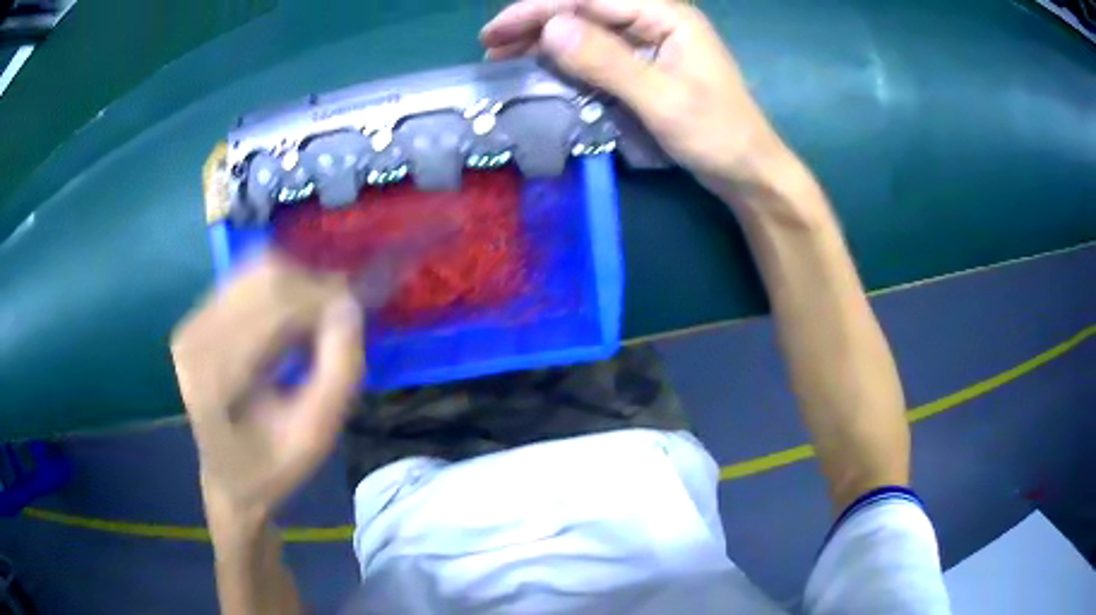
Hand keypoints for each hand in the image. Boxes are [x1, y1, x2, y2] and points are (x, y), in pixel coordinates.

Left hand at [171, 252, 363, 519]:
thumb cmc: (273, 467)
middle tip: (341, 318)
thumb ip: (339, 372)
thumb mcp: (316, 434)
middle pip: (264, 278)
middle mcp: (196, 338)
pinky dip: (278, 291)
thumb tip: (350, 306)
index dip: (323, 298)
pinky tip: (290, 322)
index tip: (358, 311)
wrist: (229, 479)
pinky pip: (244, 281)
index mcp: (217, 376)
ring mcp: (192, 324)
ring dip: (297, 287)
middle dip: (312, 288)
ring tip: (316, 323)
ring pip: (256, 271)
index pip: (276, 306)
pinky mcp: (196, 318)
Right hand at [482, 0, 791, 197]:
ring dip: (544, 38)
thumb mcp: (664, 100)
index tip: (495, 31)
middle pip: (585, 8)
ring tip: (503, 55)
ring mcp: (650, 41)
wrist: (748, 170)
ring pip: (586, 28)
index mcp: (667, 16)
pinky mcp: (645, 63)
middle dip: (535, 21)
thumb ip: (609, 62)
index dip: (539, 9)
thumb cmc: (717, 136)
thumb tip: (550, 29)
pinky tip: (541, 65)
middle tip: (491, 44)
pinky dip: (564, 56)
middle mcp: (655, 19)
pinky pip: (596, 50)